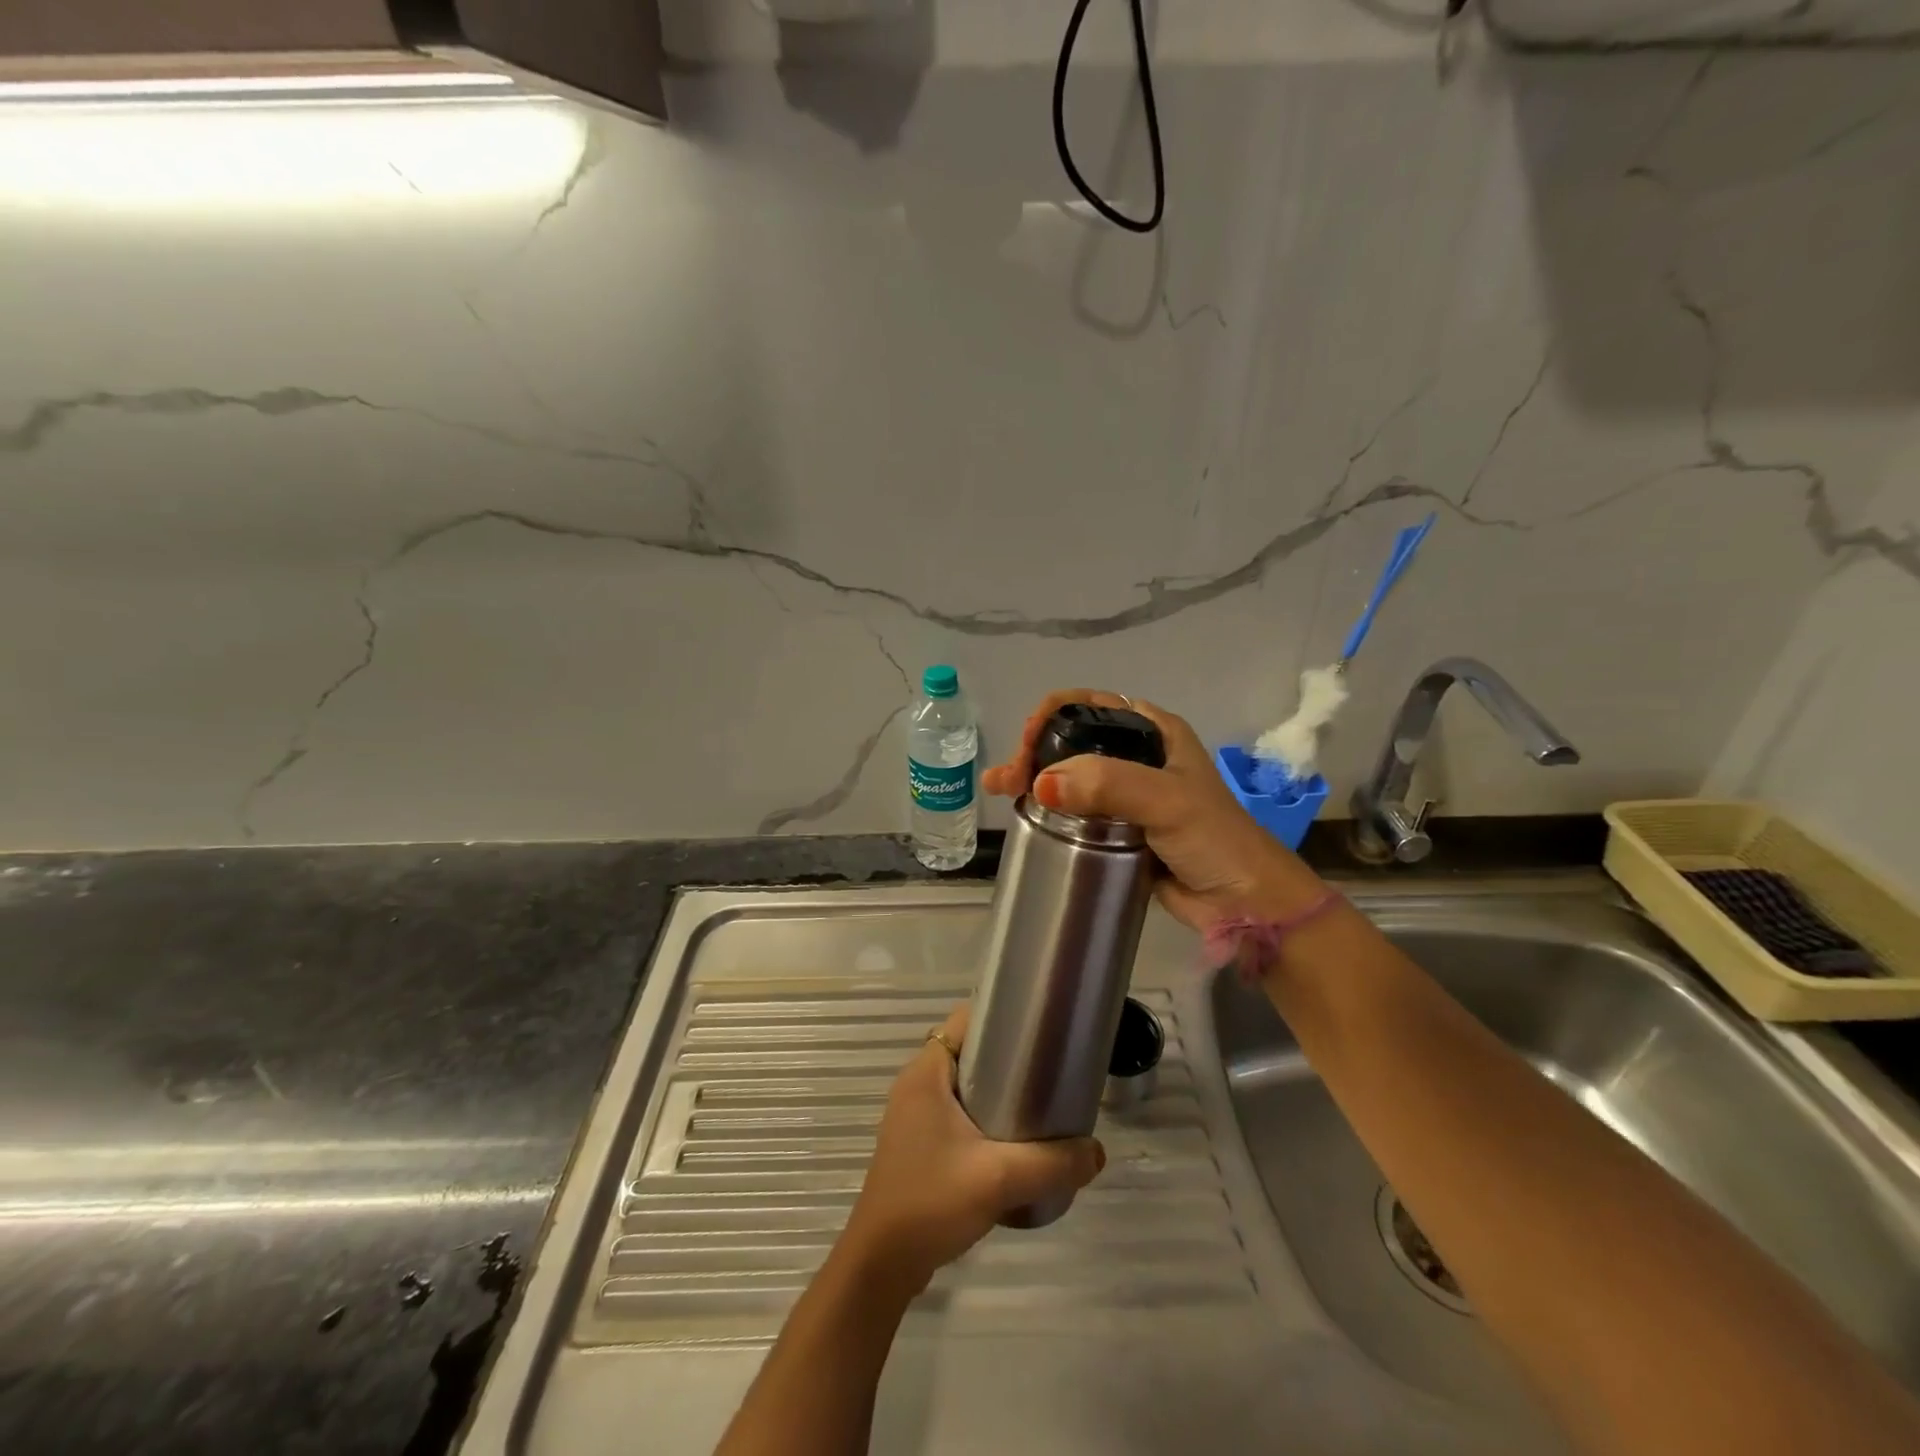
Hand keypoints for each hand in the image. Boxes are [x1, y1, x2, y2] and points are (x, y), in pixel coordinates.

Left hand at [838, 1003, 1105, 1294]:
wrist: (882, 1264)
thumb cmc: (931, 1202)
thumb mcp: (999, 1179)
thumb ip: (1052, 1163)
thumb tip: (1097, 1152)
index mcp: (926, 1072)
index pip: (965, 1019)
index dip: (1001, 1016)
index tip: (1040, 1027)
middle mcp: (917, 1084)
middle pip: (968, 1050)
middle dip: (1008, 1056)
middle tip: (1050, 1068)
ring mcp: (915, 1116)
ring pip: (964, 1085)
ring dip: (997, 1090)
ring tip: (1040, 1103)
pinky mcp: (919, 1144)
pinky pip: (957, 1113)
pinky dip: (984, 1117)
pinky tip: (1013, 1142)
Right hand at [980, 689, 1324, 930]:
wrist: (1245, 903)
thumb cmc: (1215, 840)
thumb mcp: (1166, 801)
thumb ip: (1108, 785)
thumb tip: (1040, 785)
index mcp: (1153, 730)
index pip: (1090, 703)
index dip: (1052, 715)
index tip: (1028, 746)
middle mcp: (1137, 755)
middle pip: (1072, 738)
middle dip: (1034, 750)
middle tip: (1008, 780)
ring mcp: (1126, 793)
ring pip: (1069, 774)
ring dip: (1033, 778)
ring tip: (1001, 793)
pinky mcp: (1116, 828)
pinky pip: (1075, 810)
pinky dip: (1047, 808)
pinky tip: (1023, 814)